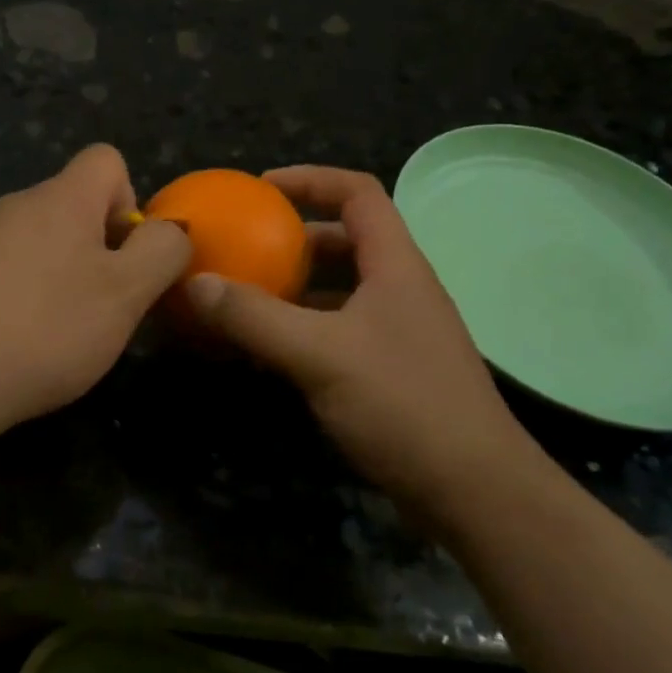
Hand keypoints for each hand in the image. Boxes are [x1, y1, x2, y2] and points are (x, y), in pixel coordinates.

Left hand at [0, 144, 191, 445]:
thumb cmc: (48, 329)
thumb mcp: (127, 293)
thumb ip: (162, 251)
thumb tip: (169, 230)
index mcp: (60, 198)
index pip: (105, 159)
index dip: (130, 199)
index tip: (126, 254)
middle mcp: (17, 206)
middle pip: (76, 203)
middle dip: (102, 246)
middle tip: (105, 303)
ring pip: (43, 239)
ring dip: (65, 272)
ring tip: (64, 329)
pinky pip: (10, 269)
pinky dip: (28, 294)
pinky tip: (23, 340)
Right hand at [183, 166, 530, 503]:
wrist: (476, 493)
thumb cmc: (404, 405)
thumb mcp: (319, 355)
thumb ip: (255, 317)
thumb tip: (195, 283)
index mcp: (395, 264)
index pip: (357, 192)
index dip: (310, 179)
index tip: (260, 188)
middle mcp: (401, 287)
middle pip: (347, 238)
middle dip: (295, 236)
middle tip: (246, 246)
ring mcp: (401, 330)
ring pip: (343, 287)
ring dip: (298, 285)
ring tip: (248, 295)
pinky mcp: (394, 368)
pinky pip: (341, 327)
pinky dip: (305, 325)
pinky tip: (274, 350)